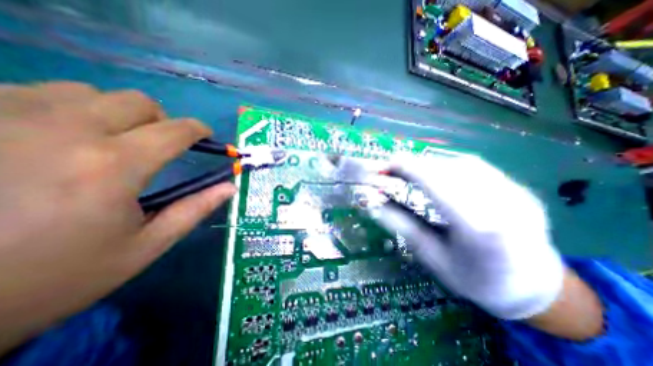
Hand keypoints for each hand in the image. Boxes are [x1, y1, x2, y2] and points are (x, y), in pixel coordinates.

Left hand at [0, 81, 236, 350]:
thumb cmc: (57, 274)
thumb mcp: (145, 246)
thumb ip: (194, 210)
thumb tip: (229, 187)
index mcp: (114, 166)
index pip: (175, 130)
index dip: (198, 130)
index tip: (205, 136)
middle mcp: (64, 130)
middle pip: (137, 102)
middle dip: (161, 121)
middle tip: (158, 145)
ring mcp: (0, 116)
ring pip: (88, 93)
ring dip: (114, 115)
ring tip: (107, 143)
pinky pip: (34, 93)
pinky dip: (65, 110)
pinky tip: (54, 139)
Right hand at [370, 154, 564, 320]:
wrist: (533, 290)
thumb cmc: (475, 279)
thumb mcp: (432, 256)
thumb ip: (402, 226)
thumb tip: (374, 204)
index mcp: (479, 229)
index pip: (436, 184)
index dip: (408, 169)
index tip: (386, 165)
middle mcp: (503, 205)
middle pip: (449, 170)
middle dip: (416, 164)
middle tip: (394, 167)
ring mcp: (516, 194)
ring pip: (464, 164)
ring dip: (432, 163)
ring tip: (413, 170)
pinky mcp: (520, 189)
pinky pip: (478, 168)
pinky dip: (450, 165)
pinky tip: (439, 173)